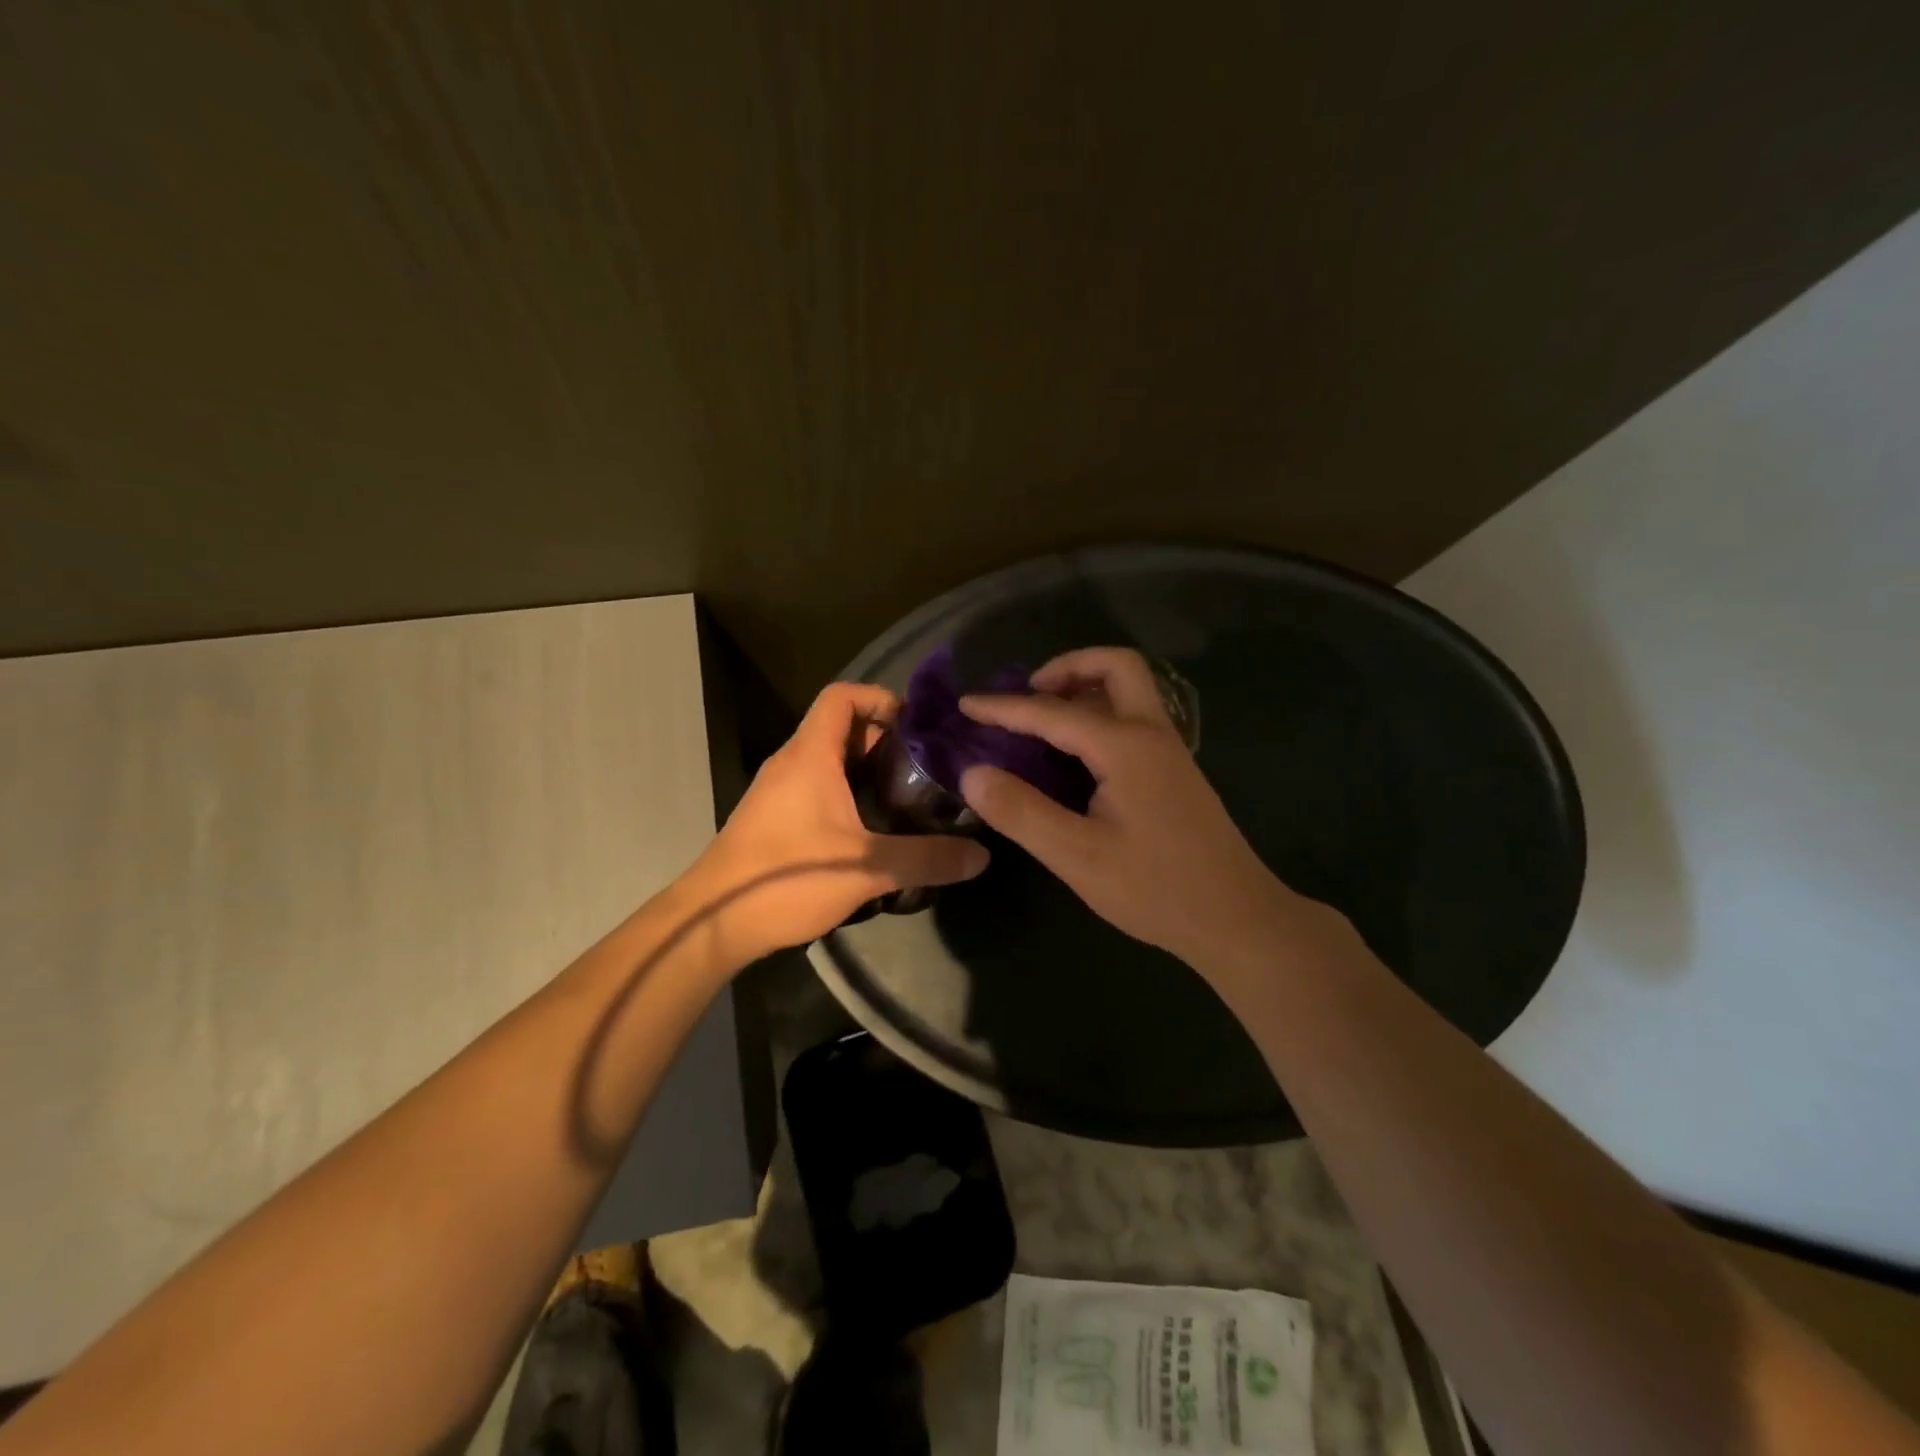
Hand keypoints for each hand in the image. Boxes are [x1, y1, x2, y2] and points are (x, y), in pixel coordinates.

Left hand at [687, 683, 989, 965]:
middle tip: (924, 765)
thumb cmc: (787, 878)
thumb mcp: (865, 869)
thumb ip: (926, 860)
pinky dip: (846, 791)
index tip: (916, 726)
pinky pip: (815, 786)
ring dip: (865, 768)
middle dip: (883, 738)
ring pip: (827, 759)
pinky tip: (871, 827)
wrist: (712, 922)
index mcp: (810, 756)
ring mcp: (778, 791)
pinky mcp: (773, 818)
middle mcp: (791, 763)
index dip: (880, 698)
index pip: (841, 696)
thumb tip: (981, 856)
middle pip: (839, 727)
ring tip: (906, 794)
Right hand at [958, 647, 1312, 971]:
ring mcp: (1170, 751)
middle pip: (1115, 667)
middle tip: (1029, 695)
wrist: (1237, 918)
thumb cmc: (1155, 888)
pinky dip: (1100, 714)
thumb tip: (974, 773)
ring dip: (1086, 688)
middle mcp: (1152, 734)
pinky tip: (1076, 756)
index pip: (1051, 712)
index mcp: (1126, 746)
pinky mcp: (1174, 772)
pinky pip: (1134, 718)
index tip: (965, 704)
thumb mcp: (1077, 856)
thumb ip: (1022, 811)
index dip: (1003, 707)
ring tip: (1044, 720)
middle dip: (1067, 668)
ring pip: (1130, 690)